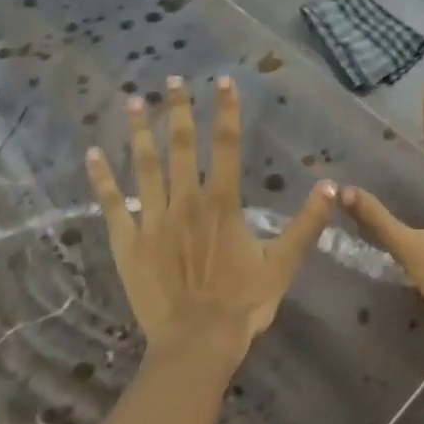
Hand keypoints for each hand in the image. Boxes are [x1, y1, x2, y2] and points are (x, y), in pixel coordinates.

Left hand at [86, 75, 335, 363]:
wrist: (197, 342)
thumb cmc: (244, 302)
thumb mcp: (284, 262)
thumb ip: (307, 223)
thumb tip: (331, 186)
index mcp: (222, 202)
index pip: (226, 144)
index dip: (225, 110)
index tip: (222, 80)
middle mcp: (186, 201)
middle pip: (180, 145)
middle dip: (176, 109)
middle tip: (171, 81)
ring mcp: (152, 220)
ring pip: (144, 166)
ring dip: (138, 132)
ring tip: (131, 101)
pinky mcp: (128, 242)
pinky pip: (111, 204)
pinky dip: (101, 178)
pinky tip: (92, 154)